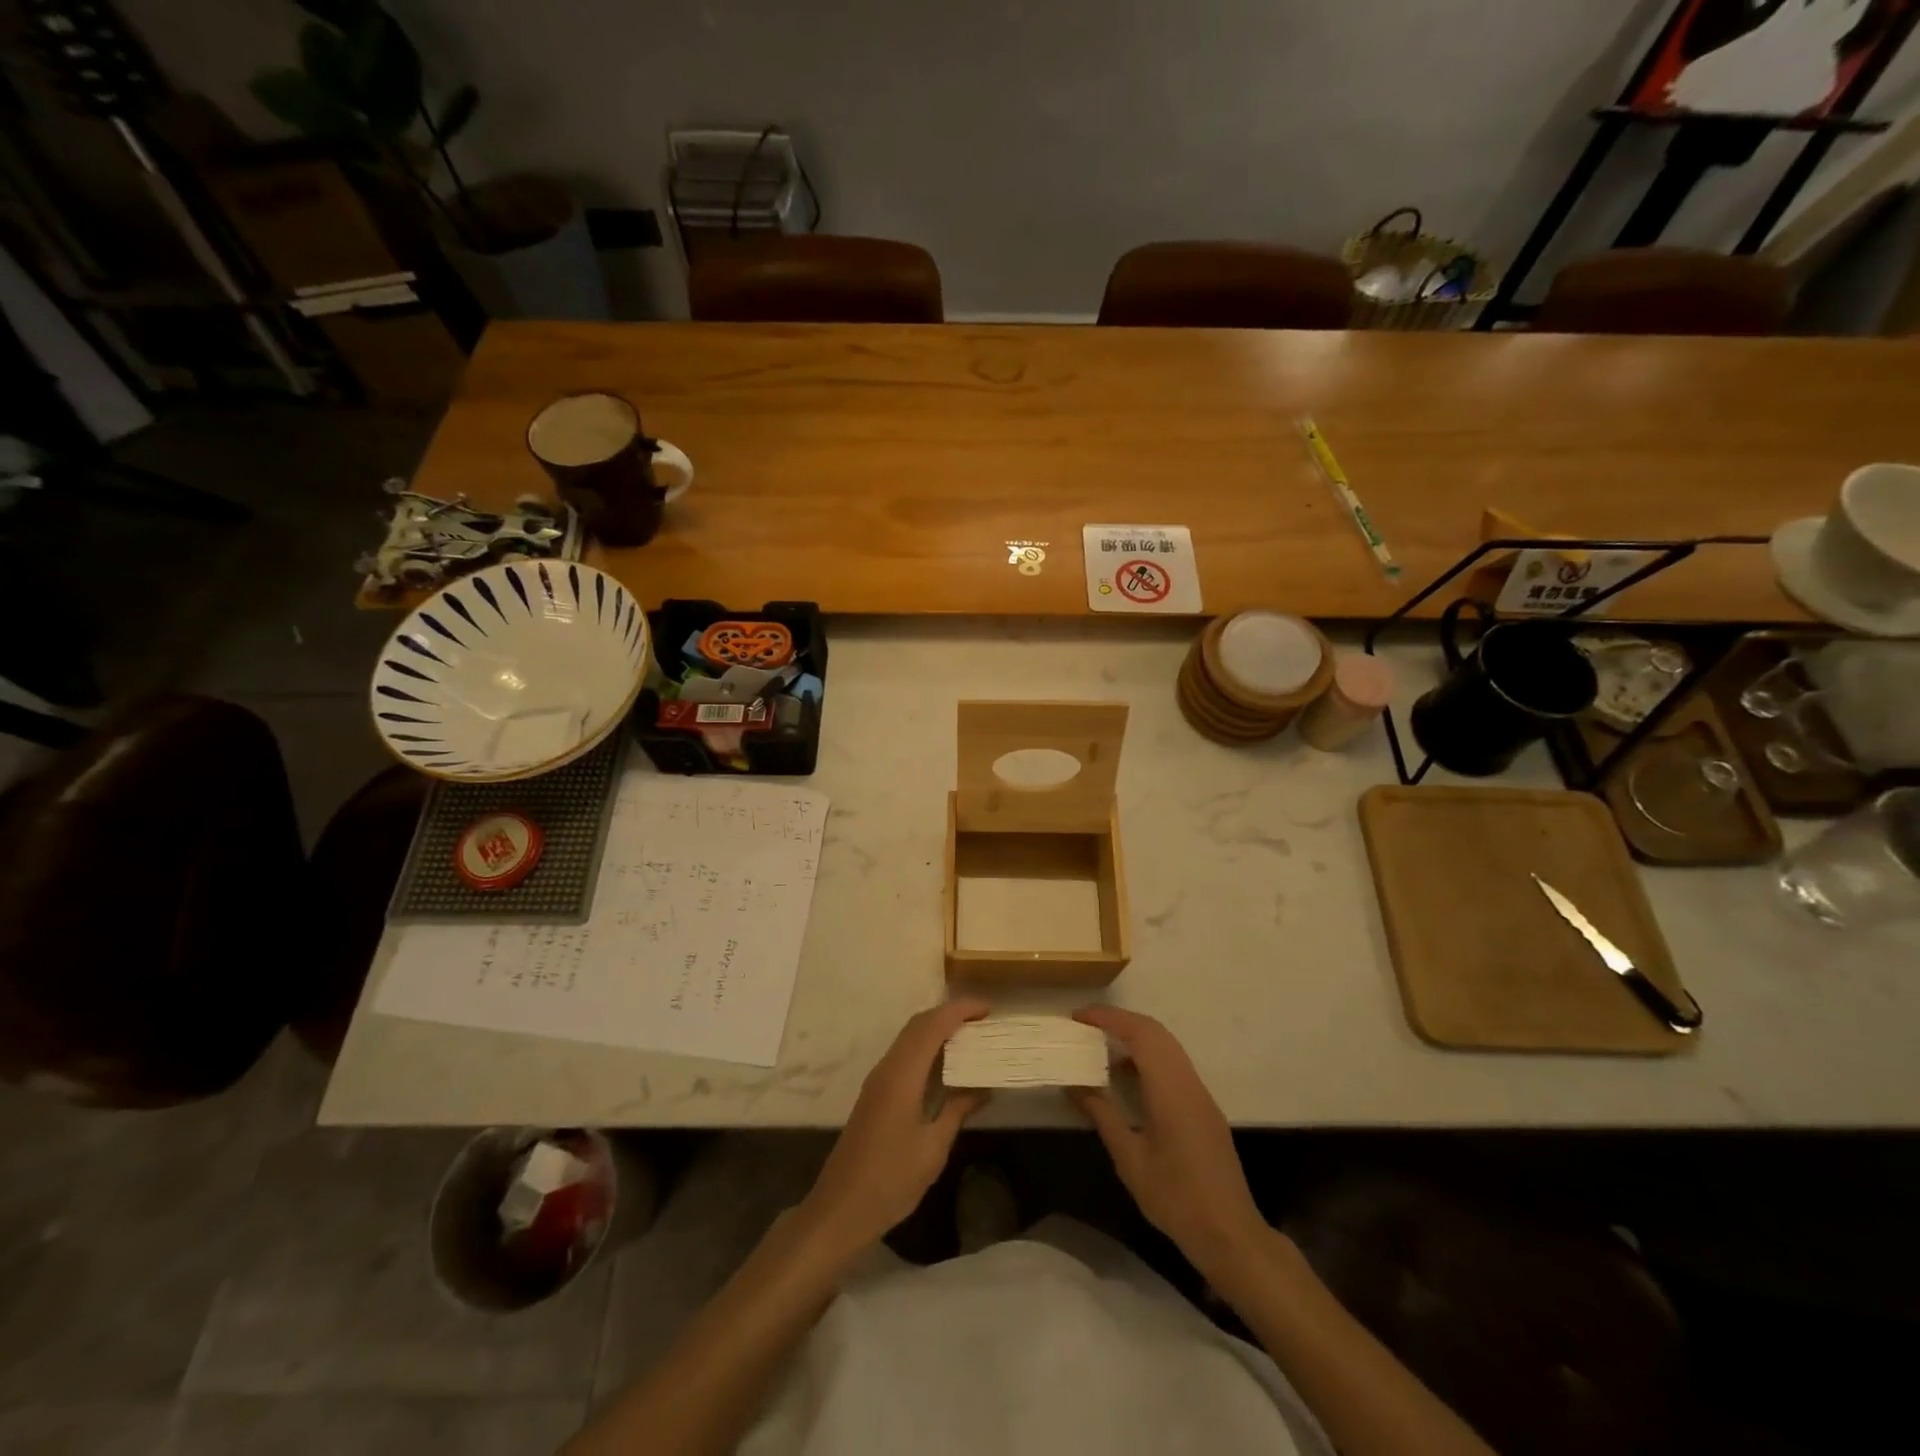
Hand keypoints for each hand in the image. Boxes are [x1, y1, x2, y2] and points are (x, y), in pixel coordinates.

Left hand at [795, 999, 990, 1260]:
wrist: (840, 1209)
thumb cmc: (890, 1180)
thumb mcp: (933, 1149)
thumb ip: (957, 1111)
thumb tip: (983, 1088)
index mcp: (902, 1075)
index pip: (932, 1026)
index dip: (960, 1010)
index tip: (988, 1010)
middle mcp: (887, 1068)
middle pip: (918, 1024)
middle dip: (950, 1014)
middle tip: (983, 1021)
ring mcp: (878, 1079)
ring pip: (909, 1037)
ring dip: (938, 1028)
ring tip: (970, 1036)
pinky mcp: (875, 1093)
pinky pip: (904, 1053)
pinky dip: (927, 1046)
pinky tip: (945, 1064)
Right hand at [1068, 1006, 1267, 1282]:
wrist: (1230, 1233)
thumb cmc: (1176, 1198)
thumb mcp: (1130, 1159)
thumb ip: (1103, 1115)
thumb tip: (1074, 1085)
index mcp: (1171, 1090)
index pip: (1140, 1034)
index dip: (1108, 1018)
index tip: (1078, 1017)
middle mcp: (1188, 1082)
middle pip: (1155, 1032)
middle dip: (1119, 1021)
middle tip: (1085, 1025)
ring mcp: (1199, 1094)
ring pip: (1166, 1046)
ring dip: (1134, 1037)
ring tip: (1100, 1046)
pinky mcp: (1203, 1107)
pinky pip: (1173, 1065)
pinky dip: (1147, 1057)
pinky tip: (1126, 1077)